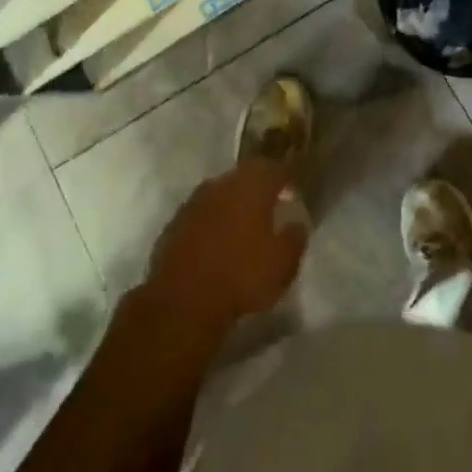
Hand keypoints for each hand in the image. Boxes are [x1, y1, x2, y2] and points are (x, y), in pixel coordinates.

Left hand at [140, 158, 306, 342]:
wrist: (182, 302)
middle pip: (245, 176)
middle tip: (269, 209)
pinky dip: (212, 223)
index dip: (285, 179)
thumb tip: (296, 223)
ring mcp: (195, 201)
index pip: (274, 168)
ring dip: (232, 205)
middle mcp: (222, 184)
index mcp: (252, 185)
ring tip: (243, 228)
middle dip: (258, 189)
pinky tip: (216, 244)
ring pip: (221, 194)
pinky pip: (201, 214)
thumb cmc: (242, 277)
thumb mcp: (284, 264)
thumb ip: (295, 237)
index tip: (292, 193)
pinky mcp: (174, 223)